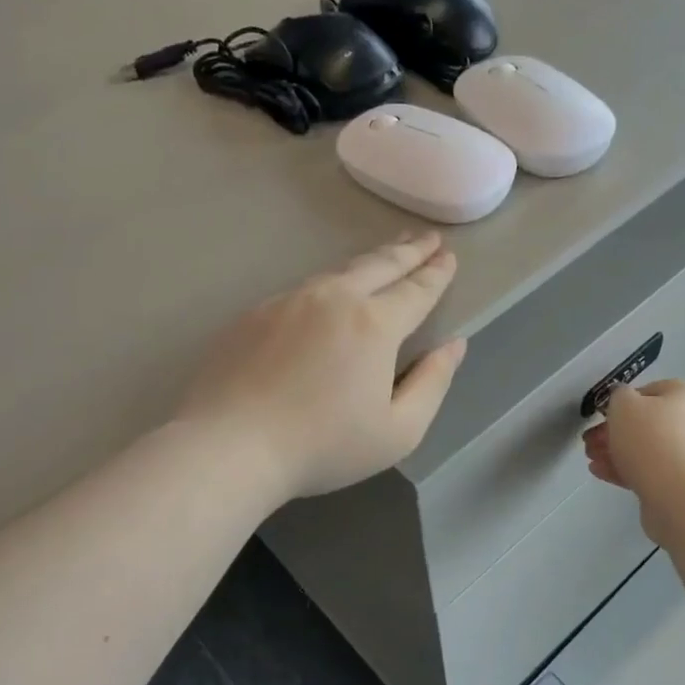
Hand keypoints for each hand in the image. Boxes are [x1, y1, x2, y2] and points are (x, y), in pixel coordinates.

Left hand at [178, 233, 466, 503]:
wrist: (229, 446)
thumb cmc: (322, 446)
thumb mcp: (398, 431)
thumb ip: (433, 383)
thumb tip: (455, 345)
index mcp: (374, 325)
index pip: (416, 290)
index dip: (436, 274)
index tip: (449, 257)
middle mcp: (333, 299)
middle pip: (379, 265)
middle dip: (408, 250)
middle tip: (427, 238)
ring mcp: (288, 301)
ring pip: (338, 271)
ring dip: (369, 261)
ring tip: (386, 255)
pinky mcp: (255, 314)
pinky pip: (302, 290)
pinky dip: (328, 284)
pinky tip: (328, 294)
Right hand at [583, 380, 684, 543]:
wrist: (681, 495)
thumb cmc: (651, 439)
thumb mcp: (624, 405)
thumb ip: (618, 396)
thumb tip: (623, 398)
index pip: (651, 391)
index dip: (622, 402)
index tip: (602, 416)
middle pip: (648, 423)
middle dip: (614, 432)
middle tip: (590, 441)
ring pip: (648, 449)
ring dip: (617, 452)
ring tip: (591, 460)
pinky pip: (652, 471)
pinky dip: (627, 470)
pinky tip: (601, 472)